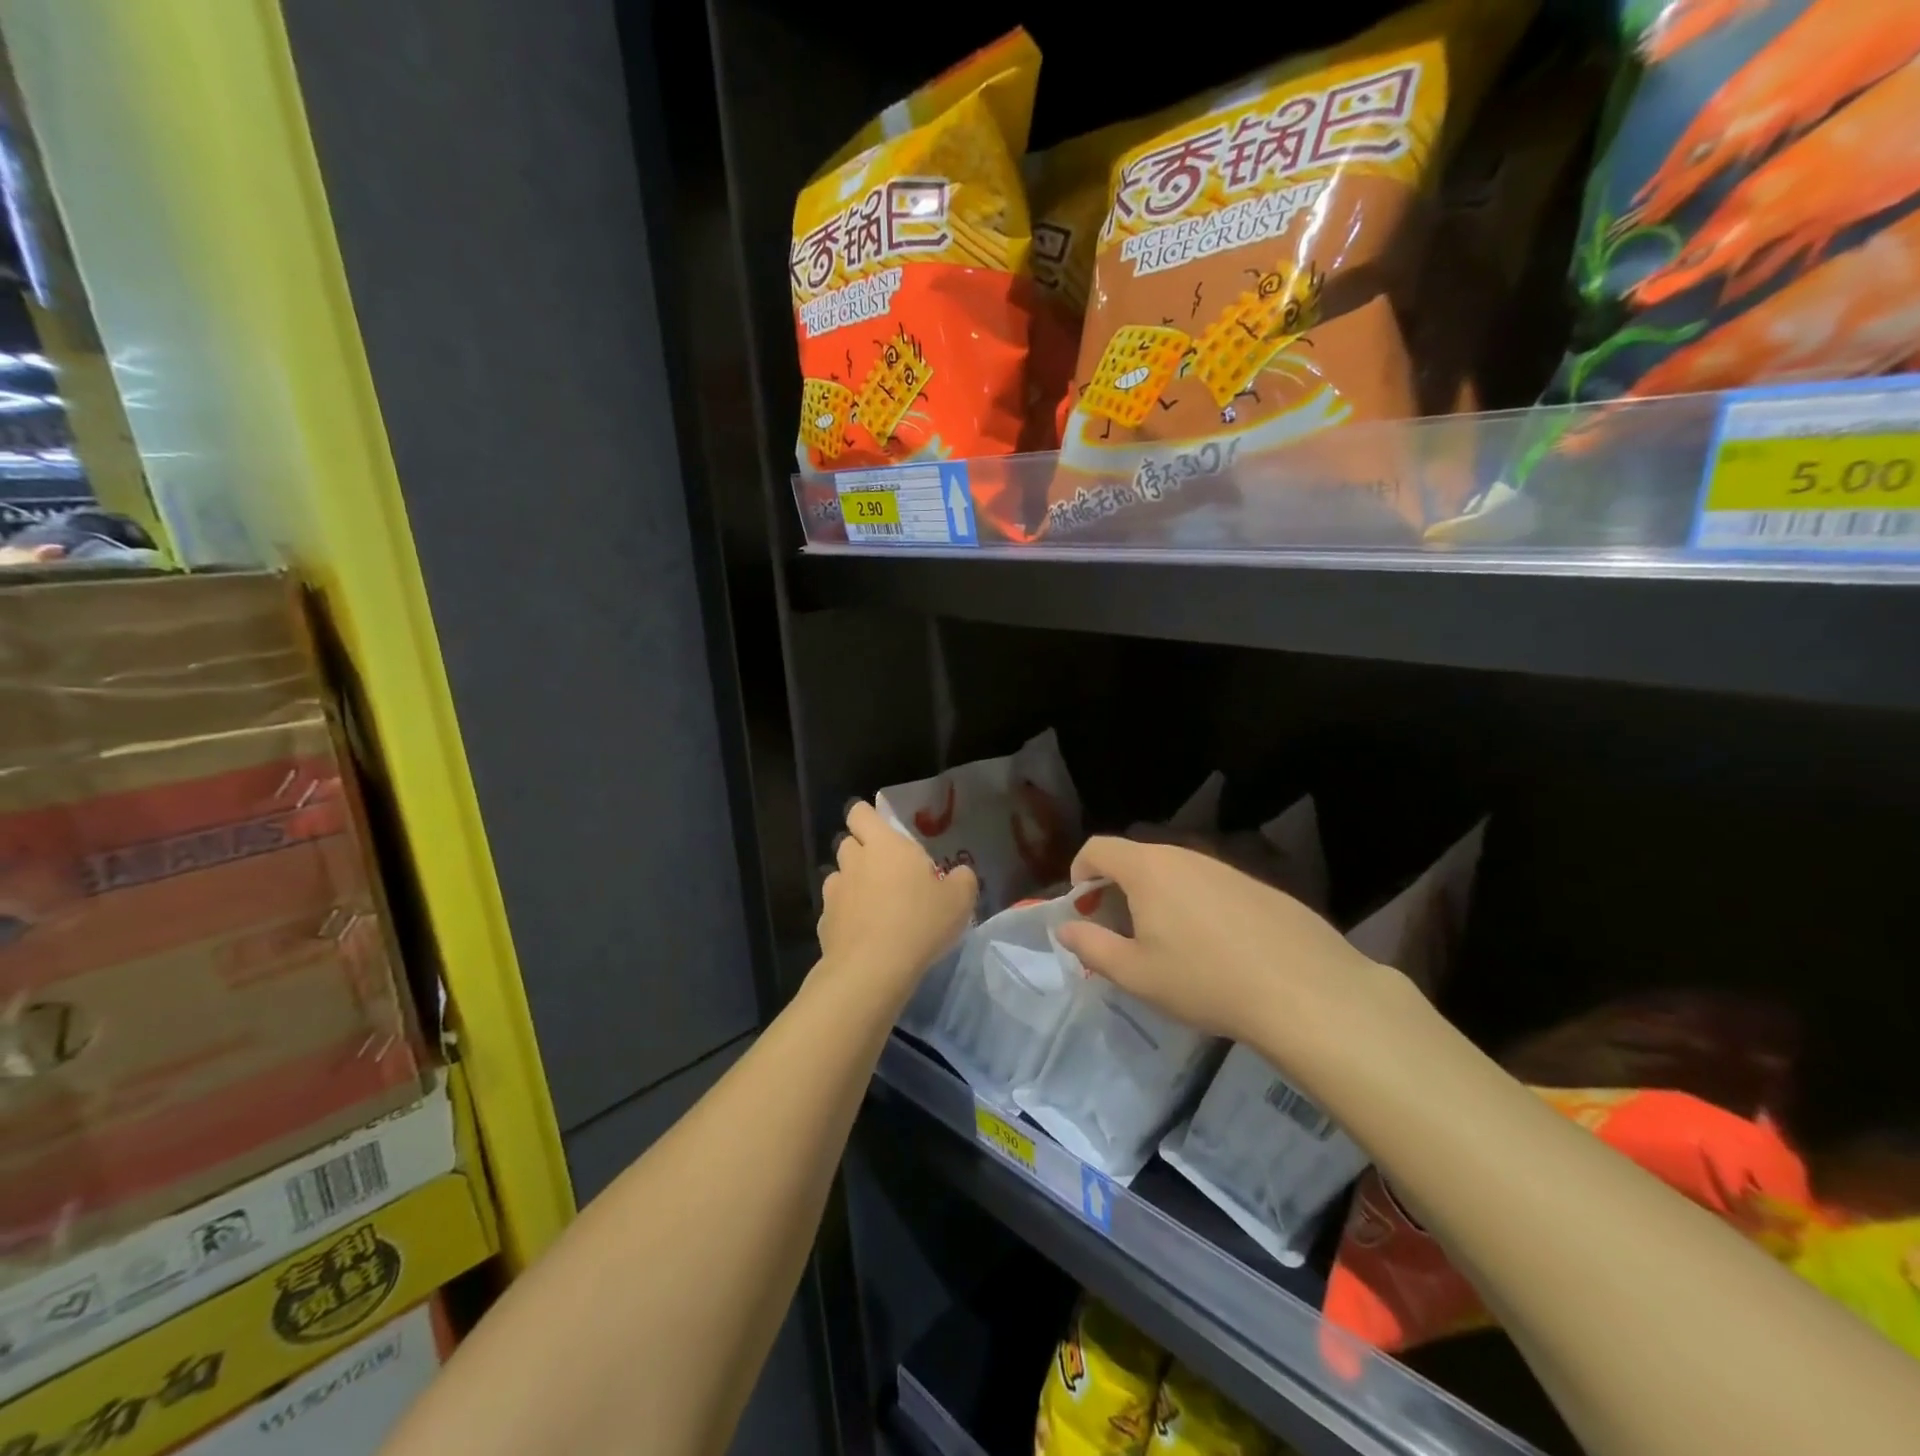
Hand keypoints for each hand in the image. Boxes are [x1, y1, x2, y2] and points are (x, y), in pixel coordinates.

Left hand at [818, 801, 976, 992]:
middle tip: (886, 870)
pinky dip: (845, 915)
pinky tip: (862, 933)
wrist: (873, 969)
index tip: (883, 833)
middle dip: (862, 851)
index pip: (860, 813)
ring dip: (852, 883)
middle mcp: (854, 861)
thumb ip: (962, 879)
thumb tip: (960, 873)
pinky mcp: (824, 923)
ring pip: (838, 876)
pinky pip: (834, 910)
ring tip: (874, 903)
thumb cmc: (920, 922)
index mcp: (884, 844)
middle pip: (848, 843)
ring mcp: (834, 892)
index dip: (867, 818)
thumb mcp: (959, 900)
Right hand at [1054, 836, 1381, 1050]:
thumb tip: (1066, 929)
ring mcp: (1225, 868)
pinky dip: (1193, 906)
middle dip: (1115, 890)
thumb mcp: (1135, 974)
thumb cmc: (1204, 981)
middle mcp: (1184, 856)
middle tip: (1119, 934)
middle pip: (1135, 859)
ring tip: (1166, 945)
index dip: (1079, 872)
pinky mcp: (1258, 886)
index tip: (1082, 909)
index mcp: (1148, 869)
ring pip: (1174, 872)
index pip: (1097, 847)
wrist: (1305, 991)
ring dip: (1155, 898)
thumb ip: (1091, 947)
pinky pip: (1209, 886)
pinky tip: (1215, 949)